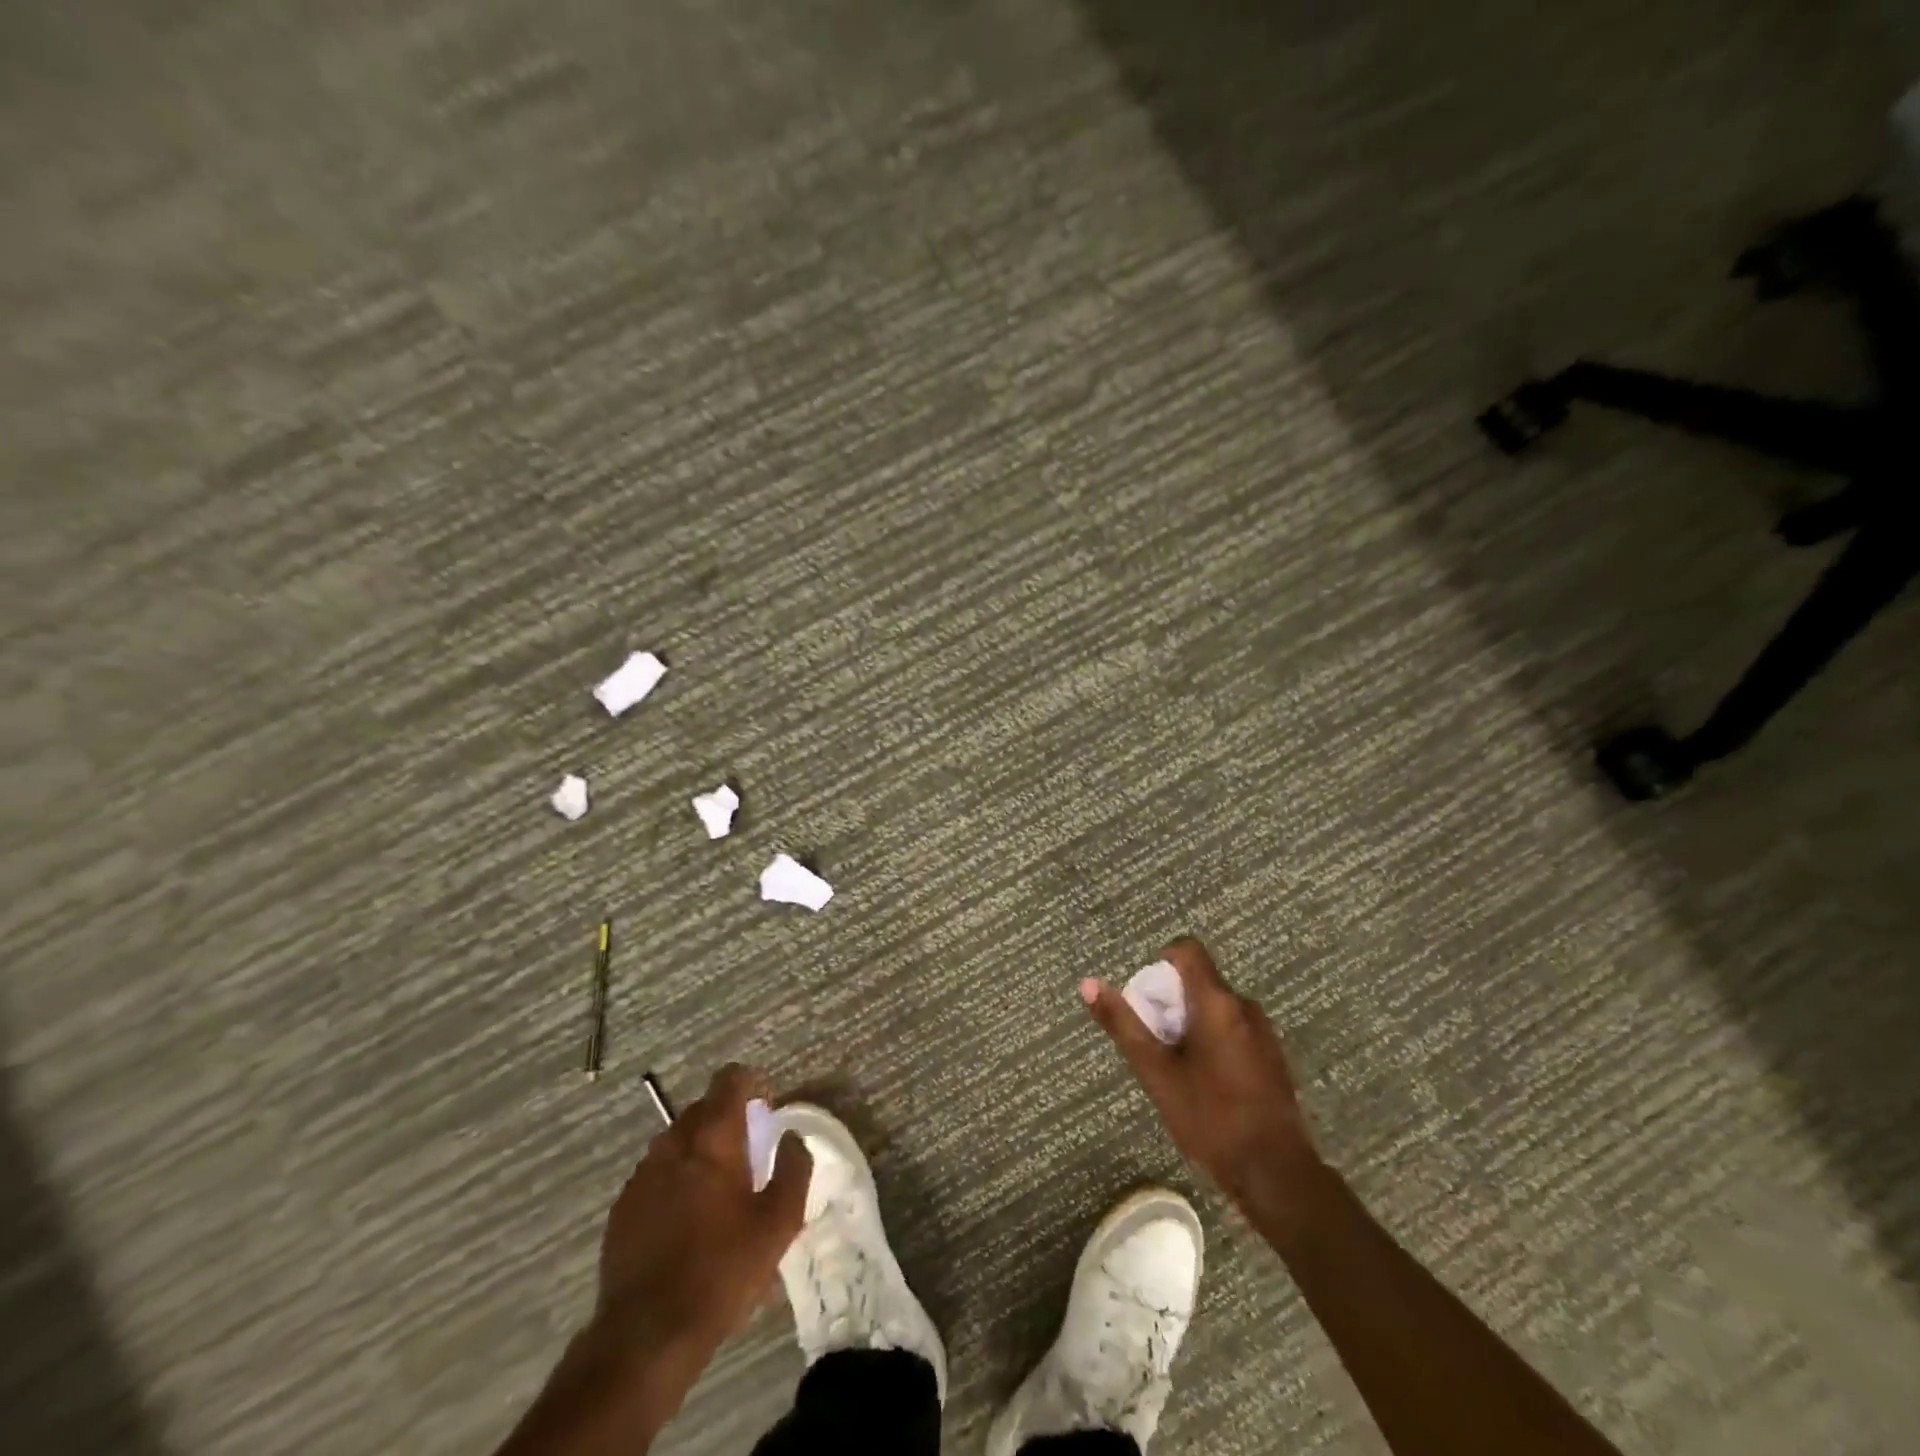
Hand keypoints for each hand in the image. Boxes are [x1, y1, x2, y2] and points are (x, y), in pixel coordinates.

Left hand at [595, 1064, 811, 1355]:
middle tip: (748, 1155)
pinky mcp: (622, 1208)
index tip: (766, 1108)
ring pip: (677, 1142)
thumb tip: (792, 1138)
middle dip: (727, 1119)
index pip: (729, 1080)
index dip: (752, 1083)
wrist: (646, 1335)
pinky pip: (656, 1175)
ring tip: (717, 1192)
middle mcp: (672, 1144)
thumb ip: (794, 1169)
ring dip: (699, 1151)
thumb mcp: (779, 1223)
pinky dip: (675, 1181)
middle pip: (703, 1109)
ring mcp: (642, 1176)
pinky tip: (686, 1222)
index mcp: (712, 1139)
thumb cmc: (721, 1271)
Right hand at [1082, 939, 1324, 1234]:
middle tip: (1154, 1042)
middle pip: (1199, 981)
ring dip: (1191, 1024)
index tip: (1147, 999)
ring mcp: (1264, 1032)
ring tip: (1176, 1067)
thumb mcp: (1156, 1072)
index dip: (1161, 964)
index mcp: (1216, 1002)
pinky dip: (1213, 1041)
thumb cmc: (1210, 1117)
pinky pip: (1234, 1030)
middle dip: (1170, 1002)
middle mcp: (1245, 1006)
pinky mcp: (1273, 1057)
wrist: (1276, 1174)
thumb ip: (1123, 1024)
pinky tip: (1206, 1084)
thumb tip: (1088, 984)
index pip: (1187, 950)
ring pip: (1216, 1008)